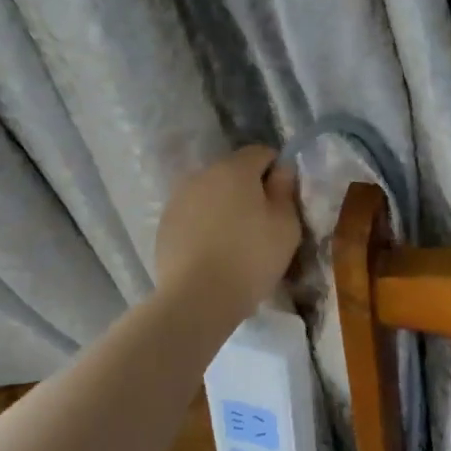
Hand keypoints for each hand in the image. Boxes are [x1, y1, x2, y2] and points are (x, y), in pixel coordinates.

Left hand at [155, 146, 301, 315]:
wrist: (197, 298)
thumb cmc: (251, 258)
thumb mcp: (286, 226)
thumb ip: (285, 191)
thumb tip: (282, 169)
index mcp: (235, 169)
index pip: (261, 152)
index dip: (276, 169)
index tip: (283, 196)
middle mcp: (203, 175)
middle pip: (232, 170)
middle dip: (248, 187)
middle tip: (262, 220)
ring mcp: (179, 198)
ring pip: (210, 192)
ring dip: (224, 204)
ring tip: (235, 237)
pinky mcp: (165, 224)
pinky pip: (193, 213)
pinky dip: (205, 222)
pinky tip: (213, 249)